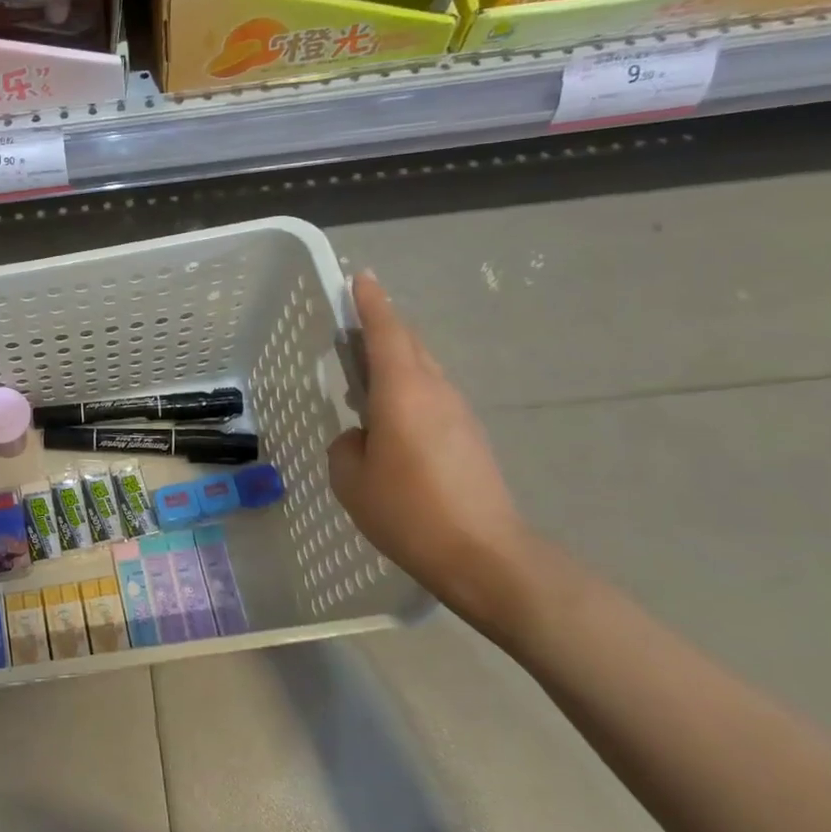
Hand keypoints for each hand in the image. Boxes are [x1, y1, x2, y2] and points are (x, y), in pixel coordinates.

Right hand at [328, 273, 531, 630]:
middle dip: (381, 328)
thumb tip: (360, 438)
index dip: (370, 303)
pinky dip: (407, 392)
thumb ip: (346, 447)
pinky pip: (432, 398)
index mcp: (403, 392)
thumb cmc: (408, 511)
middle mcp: (435, 391)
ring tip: (363, 378)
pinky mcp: (470, 437)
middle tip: (351, 327)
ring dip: (394, 363)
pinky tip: (389, 421)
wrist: (484, 554)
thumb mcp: (351, 481)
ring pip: (422, 371)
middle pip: (408, 345)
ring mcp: (458, 413)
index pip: (385, 333)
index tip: (360, 277)